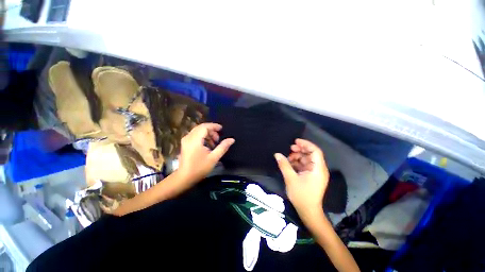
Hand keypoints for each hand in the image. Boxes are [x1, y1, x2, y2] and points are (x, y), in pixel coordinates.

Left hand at [178, 123, 234, 182]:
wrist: (184, 177)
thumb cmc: (199, 168)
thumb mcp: (214, 158)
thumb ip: (223, 147)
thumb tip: (232, 139)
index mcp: (195, 140)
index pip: (204, 127)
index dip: (214, 126)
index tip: (222, 129)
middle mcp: (188, 137)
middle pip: (201, 127)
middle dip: (211, 130)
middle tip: (218, 138)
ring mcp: (185, 140)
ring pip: (198, 131)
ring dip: (207, 134)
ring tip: (214, 143)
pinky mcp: (185, 144)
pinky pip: (195, 135)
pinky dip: (202, 137)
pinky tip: (207, 145)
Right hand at [274, 139, 329, 216]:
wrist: (308, 211)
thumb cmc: (301, 195)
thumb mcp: (290, 178)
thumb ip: (284, 165)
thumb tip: (277, 154)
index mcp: (318, 169)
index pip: (315, 151)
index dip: (306, 144)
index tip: (295, 141)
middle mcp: (319, 169)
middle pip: (311, 154)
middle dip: (300, 150)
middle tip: (290, 148)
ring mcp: (315, 173)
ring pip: (307, 159)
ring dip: (297, 157)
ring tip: (288, 158)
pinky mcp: (311, 176)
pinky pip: (305, 165)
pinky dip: (297, 163)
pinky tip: (289, 164)